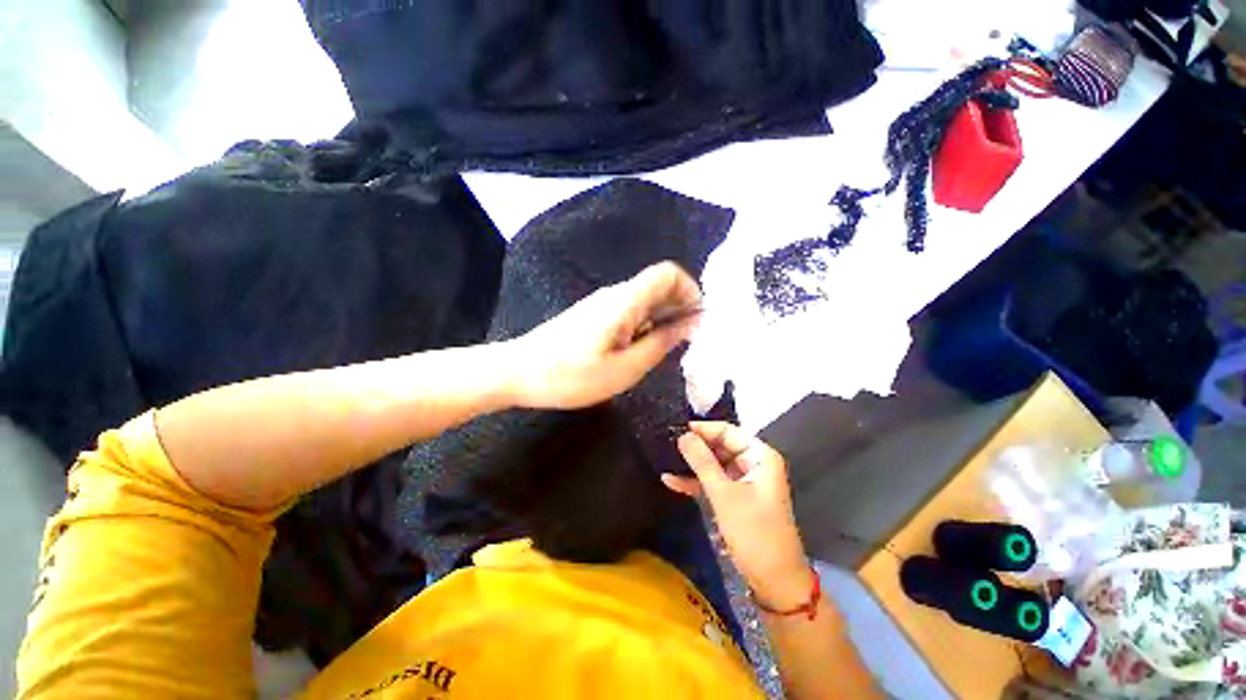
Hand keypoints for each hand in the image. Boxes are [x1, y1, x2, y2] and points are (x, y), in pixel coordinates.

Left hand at [505, 261, 701, 409]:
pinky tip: (639, 351)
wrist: (518, 372)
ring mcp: (602, 304)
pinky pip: (629, 313)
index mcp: (625, 300)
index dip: (690, 290)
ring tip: (664, 352)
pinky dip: (644, 327)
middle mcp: (615, 294)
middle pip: (659, 286)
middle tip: (686, 344)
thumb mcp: (625, 368)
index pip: (668, 273)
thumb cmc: (572, 375)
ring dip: (662, 320)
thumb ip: (661, 343)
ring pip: (645, 301)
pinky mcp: (594, 315)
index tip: (697, 321)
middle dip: (680, 309)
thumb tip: (691, 323)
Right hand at [664, 422, 812, 609]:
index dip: (703, 429)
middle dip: (695, 447)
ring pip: (715, 464)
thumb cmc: (754, 532)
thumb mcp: (724, 494)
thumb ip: (702, 462)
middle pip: (720, 446)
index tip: (675, 429)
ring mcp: (745, 481)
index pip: (728, 432)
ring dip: (693, 465)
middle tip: (666, 443)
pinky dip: (696, 482)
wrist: (774, 581)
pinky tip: (671, 480)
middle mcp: (754, 463)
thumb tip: (683, 435)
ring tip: (664, 458)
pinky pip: (714, 481)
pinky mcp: (736, 497)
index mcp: (760, 456)